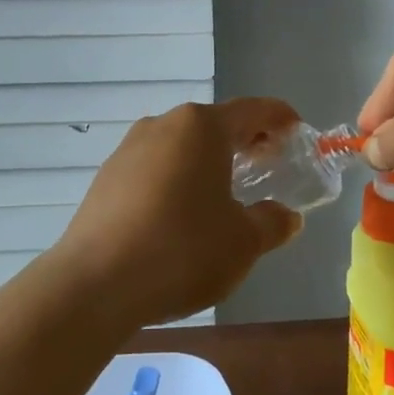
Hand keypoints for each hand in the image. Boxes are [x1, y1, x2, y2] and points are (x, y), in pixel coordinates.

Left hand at [51, 99, 303, 327]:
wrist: (95, 284)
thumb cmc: (182, 250)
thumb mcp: (243, 242)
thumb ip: (272, 223)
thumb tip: (287, 217)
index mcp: (201, 127)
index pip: (252, 110)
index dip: (280, 119)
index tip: (298, 132)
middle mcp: (163, 125)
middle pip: (214, 124)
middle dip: (245, 142)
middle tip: (269, 165)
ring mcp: (129, 149)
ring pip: (182, 145)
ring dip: (209, 161)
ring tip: (227, 192)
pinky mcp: (106, 177)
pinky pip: (155, 167)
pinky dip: (178, 178)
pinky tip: (183, 213)